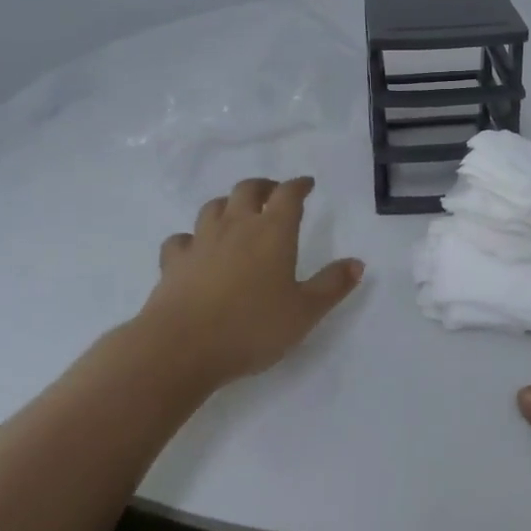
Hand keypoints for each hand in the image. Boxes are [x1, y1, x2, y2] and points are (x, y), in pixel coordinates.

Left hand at [139, 176, 364, 386]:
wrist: (181, 347)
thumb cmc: (252, 327)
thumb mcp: (305, 312)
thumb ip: (332, 285)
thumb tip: (357, 263)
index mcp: (272, 232)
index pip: (288, 195)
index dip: (298, 185)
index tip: (307, 184)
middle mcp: (235, 226)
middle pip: (247, 189)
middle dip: (263, 186)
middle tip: (273, 193)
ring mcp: (200, 241)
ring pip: (214, 207)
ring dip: (228, 204)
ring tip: (237, 214)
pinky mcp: (173, 262)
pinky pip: (181, 239)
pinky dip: (191, 238)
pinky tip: (195, 249)